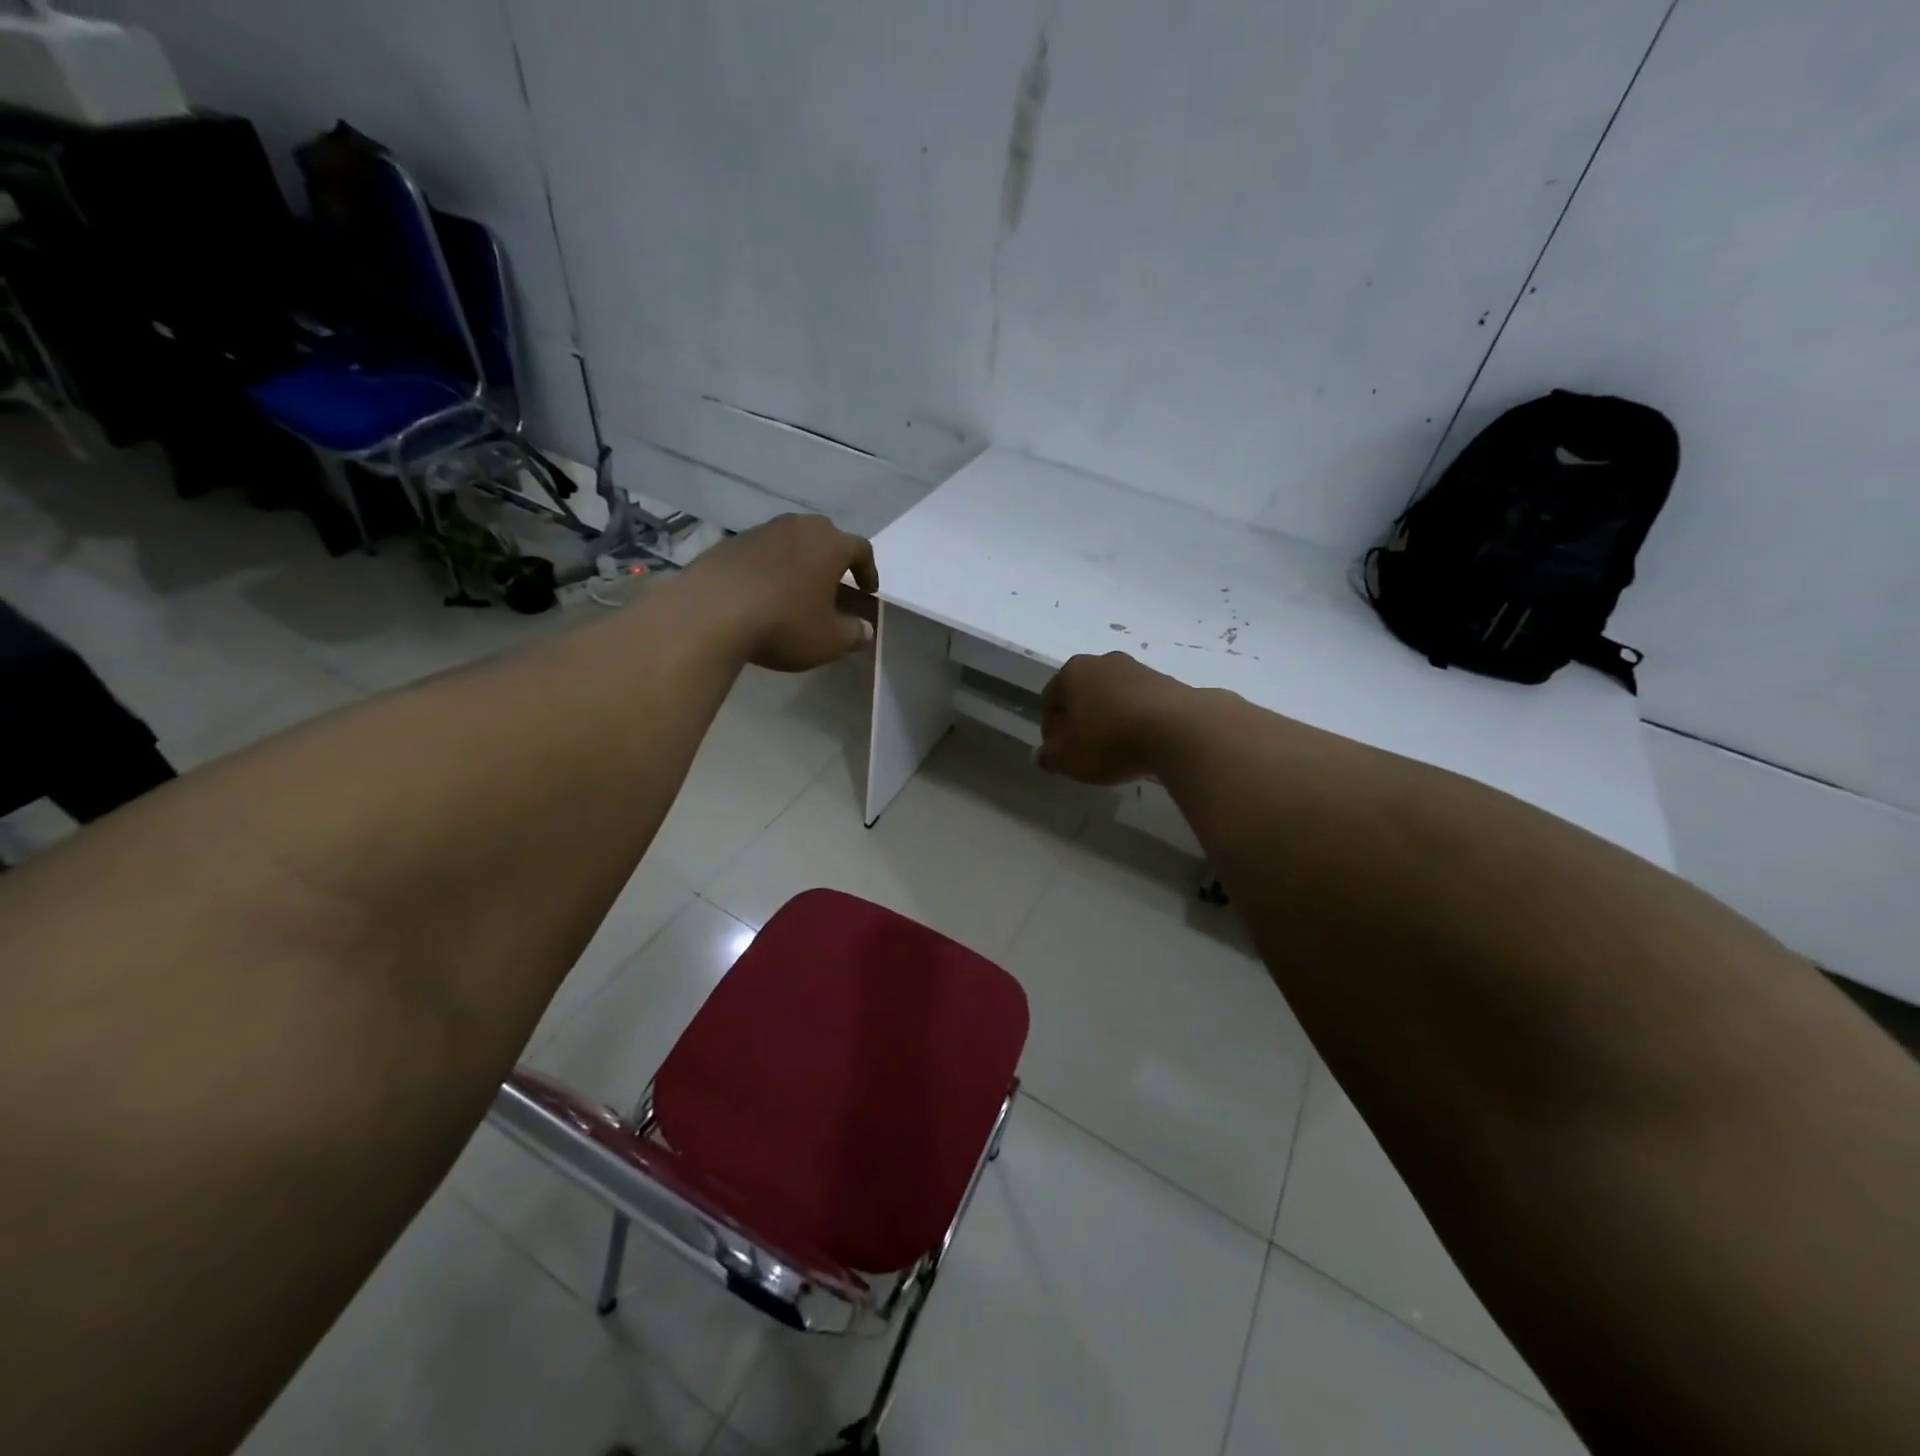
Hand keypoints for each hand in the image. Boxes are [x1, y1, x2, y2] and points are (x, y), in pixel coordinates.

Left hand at [687, 514, 878, 671]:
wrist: (711, 613)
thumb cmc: (784, 624)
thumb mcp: (828, 640)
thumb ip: (854, 633)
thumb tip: (866, 630)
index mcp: (830, 545)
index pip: (861, 549)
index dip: (868, 571)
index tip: (867, 591)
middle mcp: (799, 528)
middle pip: (825, 535)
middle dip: (833, 557)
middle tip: (833, 582)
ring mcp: (762, 531)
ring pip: (791, 539)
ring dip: (799, 560)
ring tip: (797, 587)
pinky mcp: (730, 542)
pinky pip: (761, 551)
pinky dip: (769, 566)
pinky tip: (763, 591)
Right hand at [1036, 652, 1192, 784]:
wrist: (1178, 729)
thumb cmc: (1109, 740)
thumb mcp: (1068, 759)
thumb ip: (1050, 757)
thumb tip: (1042, 756)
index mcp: (1073, 671)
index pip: (1050, 698)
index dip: (1050, 728)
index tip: (1058, 753)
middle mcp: (1105, 661)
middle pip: (1084, 693)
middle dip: (1081, 720)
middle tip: (1085, 751)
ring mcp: (1140, 669)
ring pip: (1115, 696)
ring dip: (1111, 719)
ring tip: (1117, 751)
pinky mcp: (1170, 683)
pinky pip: (1143, 704)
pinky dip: (1138, 721)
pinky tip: (1143, 745)